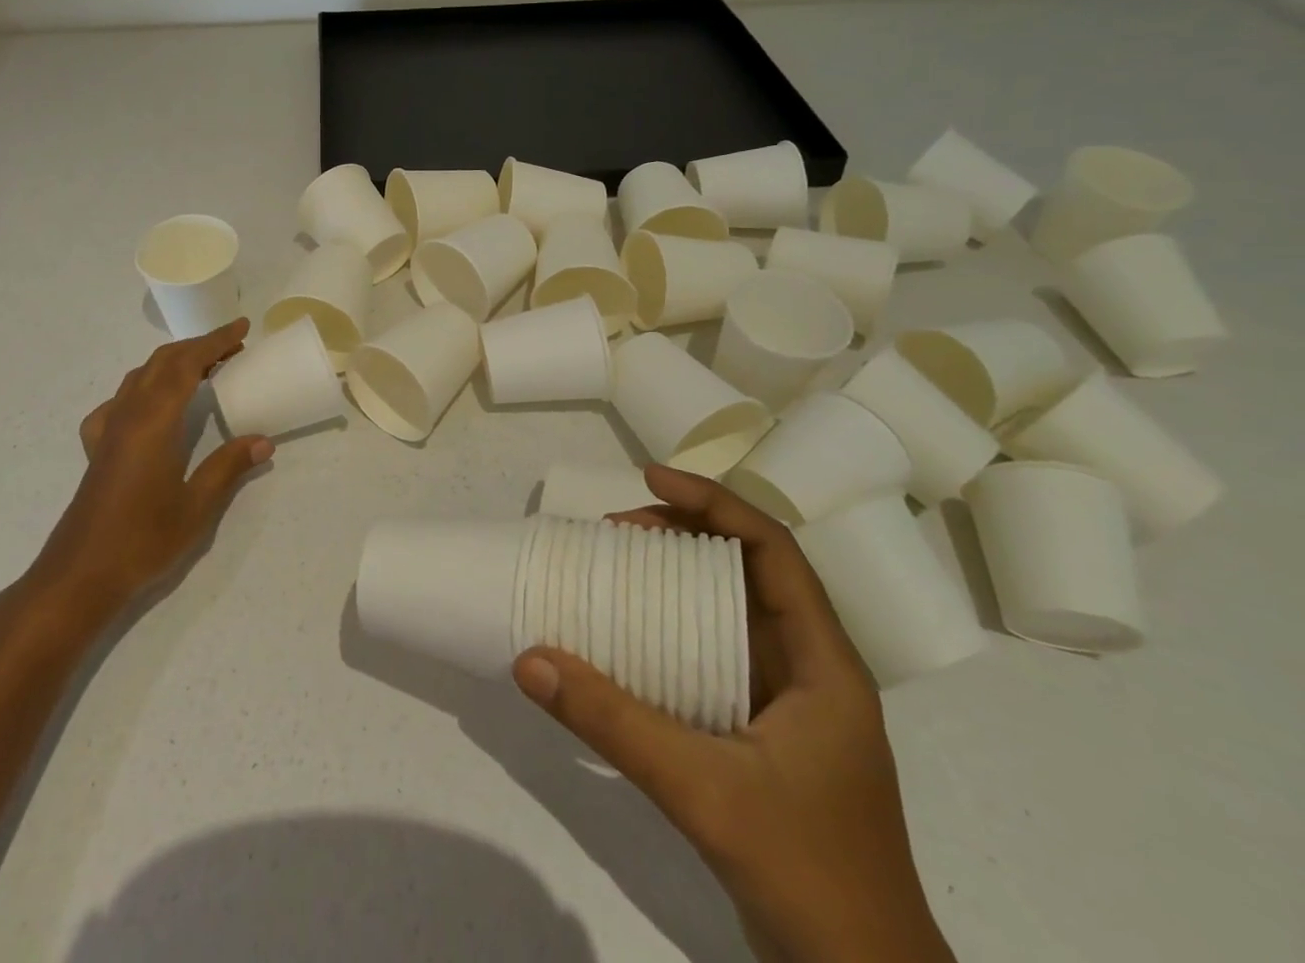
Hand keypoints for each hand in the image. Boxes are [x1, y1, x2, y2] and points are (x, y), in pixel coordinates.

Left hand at [28, 320, 273, 618]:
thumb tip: (263, 441)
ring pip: (140, 376)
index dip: (215, 342)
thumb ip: (228, 467)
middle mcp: (128, 415)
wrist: (80, 575)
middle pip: (162, 362)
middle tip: (232, 347)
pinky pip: (119, 401)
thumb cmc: (142, 540)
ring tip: (203, 369)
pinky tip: (150, 408)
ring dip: (172, 363)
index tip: (241, 328)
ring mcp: (108, 429)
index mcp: (154, 422)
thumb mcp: (196, 507)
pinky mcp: (97, 447)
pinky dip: (143, 388)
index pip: (187, 365)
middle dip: (197, 347)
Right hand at [511, 466, 954, 962]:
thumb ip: (613, 722)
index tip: (649, 478)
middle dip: (684, 534)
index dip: (713, 502)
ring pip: (732, 611)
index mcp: (822, 663)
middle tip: (617, 530)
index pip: (773, 550)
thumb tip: (530, 658)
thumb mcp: (702, 790)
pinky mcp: (766, 736)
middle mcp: (811, 670)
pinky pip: (716, 654)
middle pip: (749, 571)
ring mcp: (790, 706)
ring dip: (677, 580)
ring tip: (618, 567)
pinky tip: (632, 640)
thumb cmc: (807, 874)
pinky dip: (675, 629)